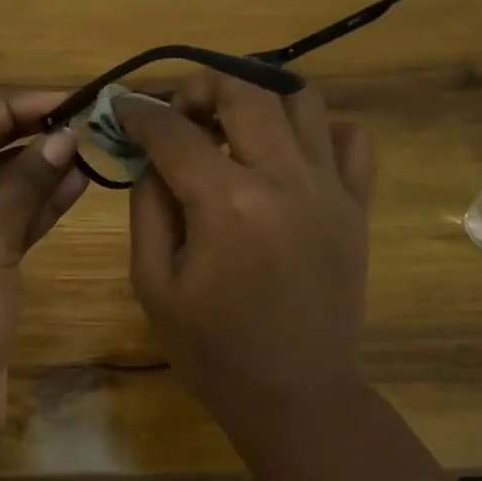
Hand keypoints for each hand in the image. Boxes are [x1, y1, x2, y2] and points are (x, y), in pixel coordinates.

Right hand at [118, 75, 373, 419]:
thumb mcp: (153, 282)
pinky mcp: (356, 205)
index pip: (174, 130)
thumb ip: (147, 207)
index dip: (140, 111)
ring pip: (300, 99)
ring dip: (258, 97)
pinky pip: (351, 138)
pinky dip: (317, 128)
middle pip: (244, 91)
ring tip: (233, 123)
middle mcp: (283, 179)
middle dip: (200, 86)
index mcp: (226, 203)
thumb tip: (153, 157)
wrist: (296, 394)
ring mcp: (329, 188)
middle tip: (180, 110)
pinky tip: (289, 152)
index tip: (124, 108)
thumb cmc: (213, 349)